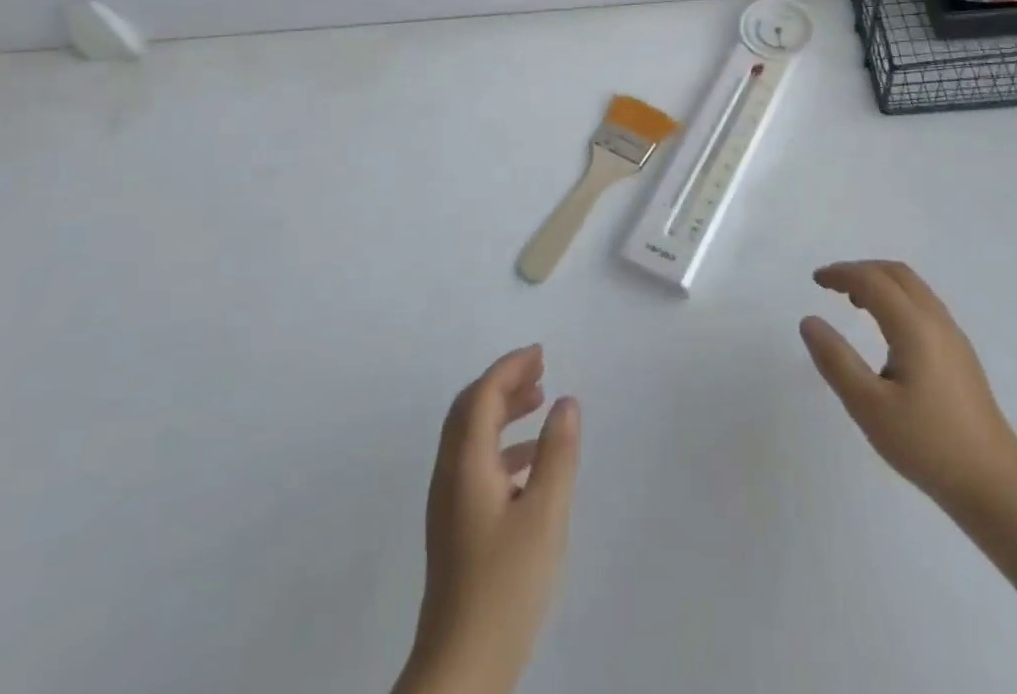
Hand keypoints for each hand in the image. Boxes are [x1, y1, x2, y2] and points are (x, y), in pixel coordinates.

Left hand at [400, 346, 580, 693]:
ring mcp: (450, 504)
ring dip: (503, 411)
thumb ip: (557, 454)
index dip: (510, 368)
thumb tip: (566, 402)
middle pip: (470, 410)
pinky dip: (503, 445)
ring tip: (541, 402)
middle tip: (540, 368)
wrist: (461, 670)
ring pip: (472, 436)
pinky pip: (477, 463)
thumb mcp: (544, 515)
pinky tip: (533, 462)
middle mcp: (450, 476)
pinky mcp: (457, 528)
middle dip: (503, 382)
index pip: (482, 396)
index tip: (541, 353)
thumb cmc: (504, 586)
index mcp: (466, 465)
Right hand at [800, 260, 1016, 514]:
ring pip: (914, 288)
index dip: (841, 273)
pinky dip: (897, 299)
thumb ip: (836, 360)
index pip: (872, 280)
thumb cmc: (927, 444)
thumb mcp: (869, 406)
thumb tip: (809, 321)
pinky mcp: (961, 355)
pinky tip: (887, 331)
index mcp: (914, 326)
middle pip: (896, 274)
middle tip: (832, 285)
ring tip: (854, 302)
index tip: (815, 279)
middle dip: (861, 270)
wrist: (995, 484)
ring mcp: (953, 337)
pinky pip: (924, 305)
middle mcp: (936, 320)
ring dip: (881, 283)